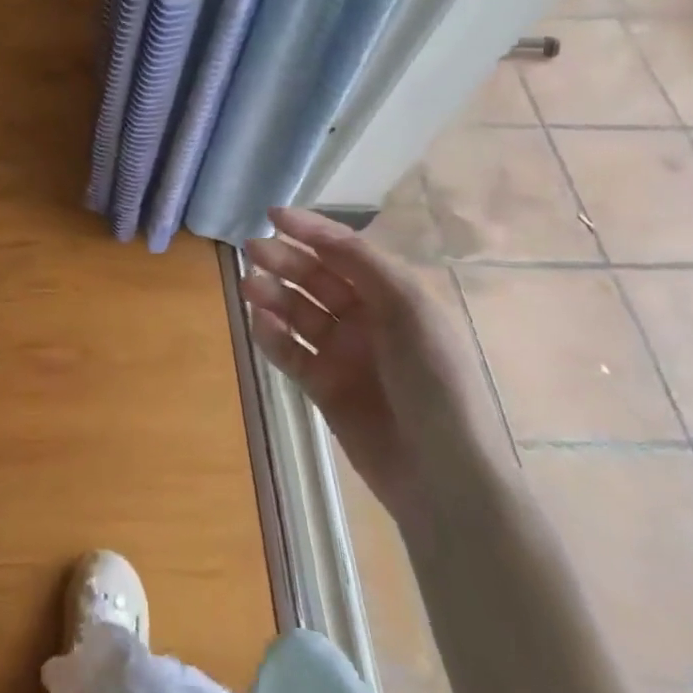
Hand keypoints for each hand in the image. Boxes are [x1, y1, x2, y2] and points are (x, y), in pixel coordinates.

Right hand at [243, 206, 505, 533]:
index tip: (272, 215)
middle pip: (316, 278)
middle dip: (285, 260)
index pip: (345, 251)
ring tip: (248, 287)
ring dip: (273, 295)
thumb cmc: (435, 382)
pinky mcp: (323, 387)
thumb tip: (319, 233)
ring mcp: (343, 354)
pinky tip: (259, 324)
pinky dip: (272, 336)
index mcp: (393, 296)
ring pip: (298, 312)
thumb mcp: (411, 310)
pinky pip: (290, 352)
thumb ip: (364, 264)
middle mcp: (367, 319)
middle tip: (251, 250)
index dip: (310, 230)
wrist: (443, 477)